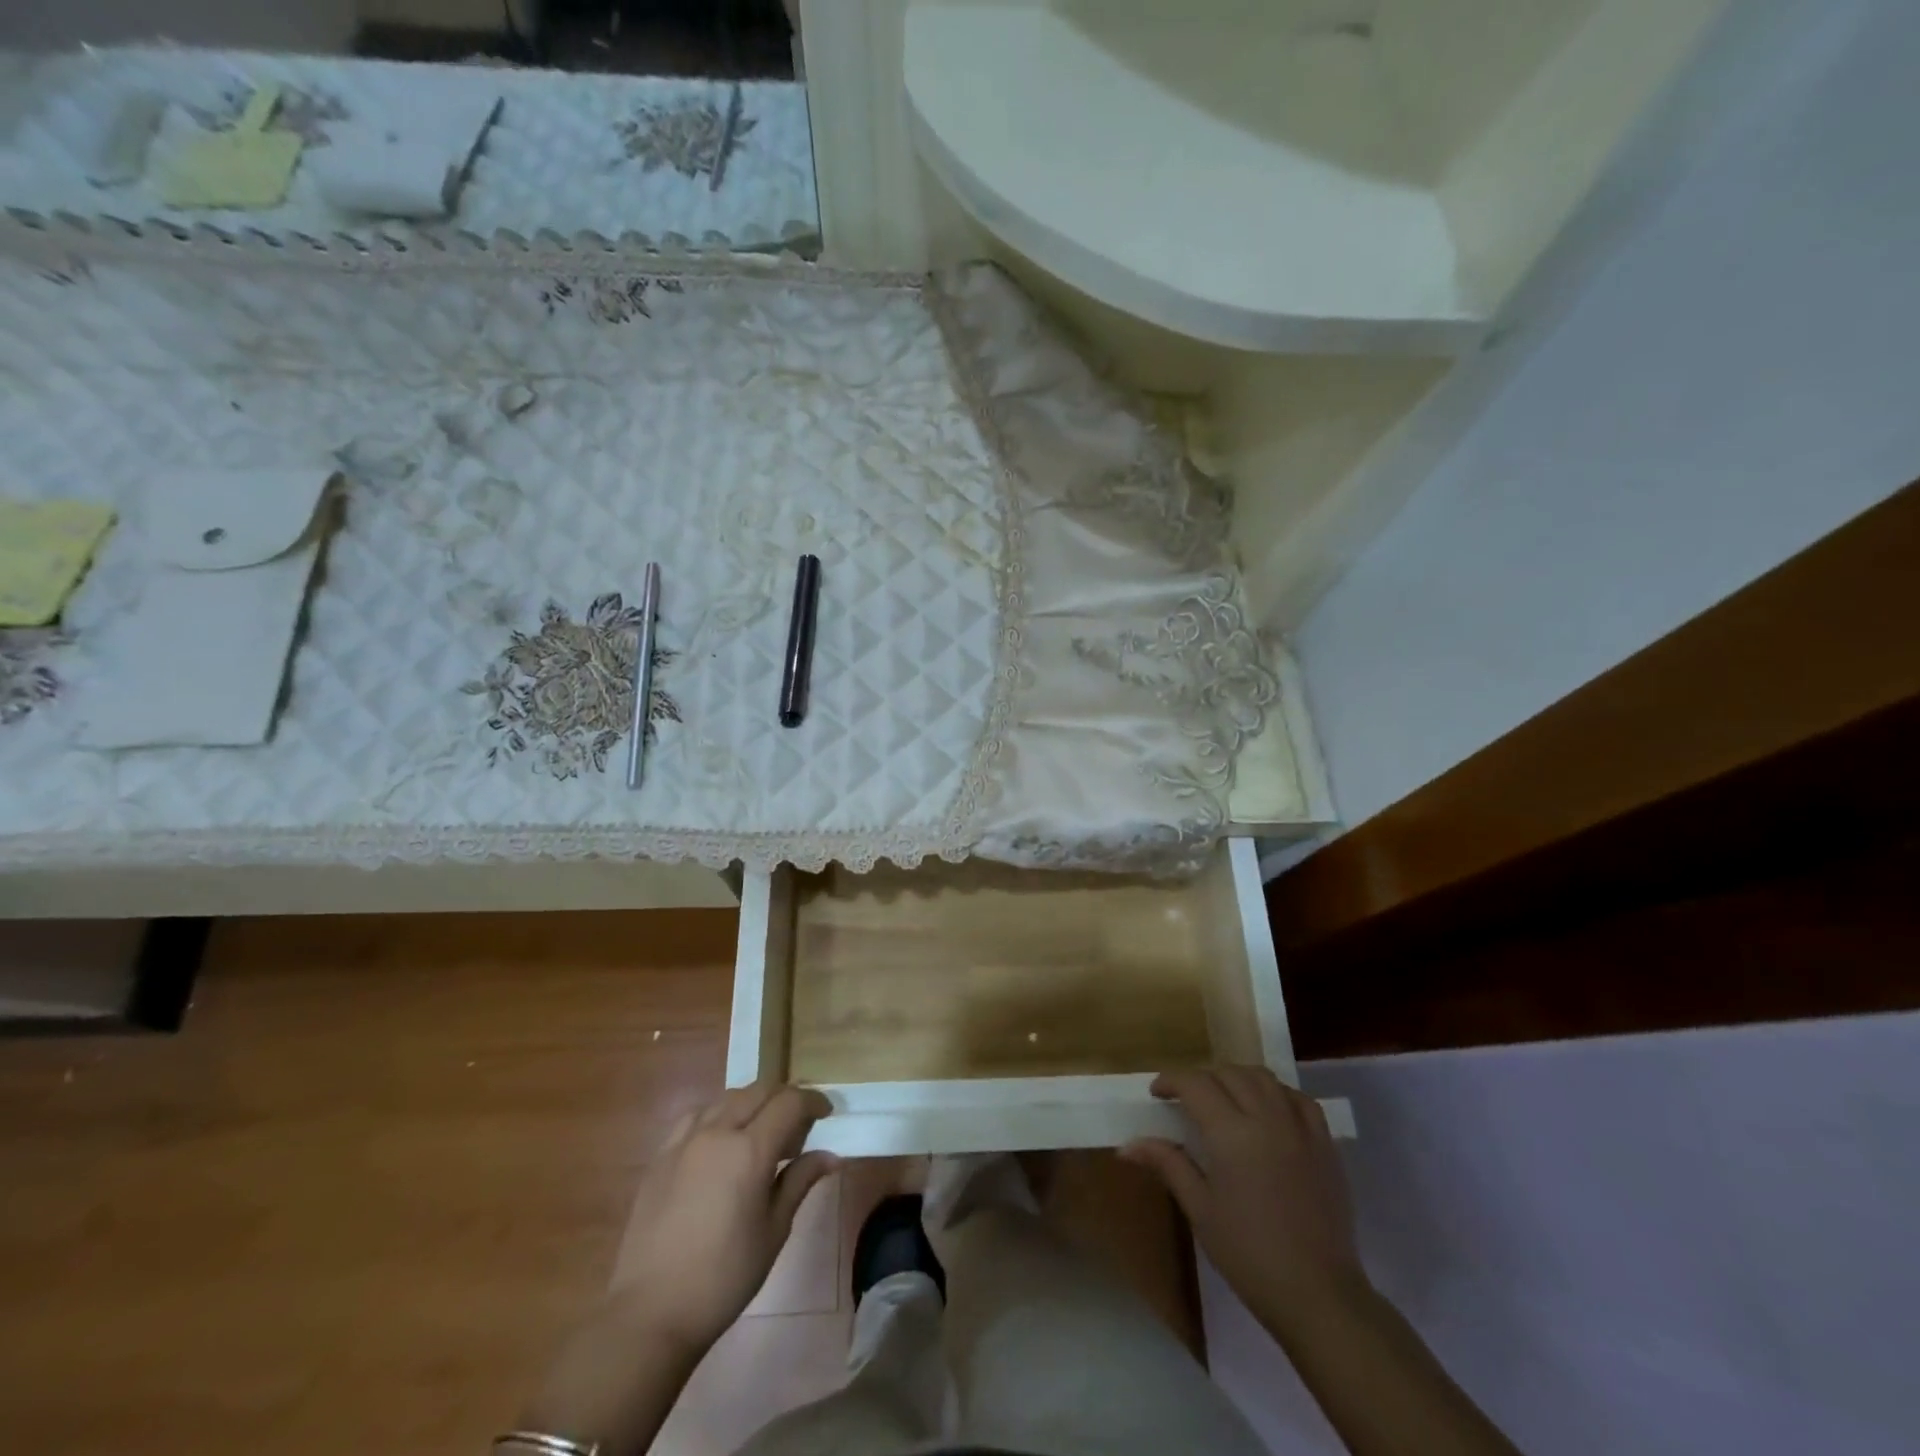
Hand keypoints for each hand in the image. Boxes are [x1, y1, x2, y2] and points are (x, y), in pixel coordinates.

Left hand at [611, 1083, 838, 1357]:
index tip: (826, 1114)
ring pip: (727, 1099)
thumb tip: (831, 1156)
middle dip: (785, 1098)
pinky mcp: (661, 1155)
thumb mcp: (774, 1230)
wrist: (650, 1313)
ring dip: (752, 1104)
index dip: (813, 1101)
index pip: (790, 1102)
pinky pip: (696, 1116)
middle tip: (799, 1124)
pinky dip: (718, 1115)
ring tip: (761, 1131)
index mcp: (750, 1150)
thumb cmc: (724, 1277)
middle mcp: (717, 1132)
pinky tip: (720, 1140)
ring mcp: (684, 1141)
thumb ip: (800, 1181)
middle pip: (759, 1091)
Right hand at [1123, 1066, 1366, 1338]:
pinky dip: (1278, 1094)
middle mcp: (1266, 1118)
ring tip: (1226, 1099)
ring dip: (1238, 1078)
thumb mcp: (1200, 1210)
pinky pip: (1300, 1099)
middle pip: (1229, 1074)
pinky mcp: (1325, 1145)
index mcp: (1231, 1133)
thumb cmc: (1249, 1255)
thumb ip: (1168, 1165)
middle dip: (1202, 1079)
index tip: (1157, 1093)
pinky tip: (1269, 1111)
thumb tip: (1127, 1146)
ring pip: (1264, 1078)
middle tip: (1188, 1100)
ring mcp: (1300, 1128)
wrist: (1319, 1296)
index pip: (1195, 1084)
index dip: (1171, 1081)